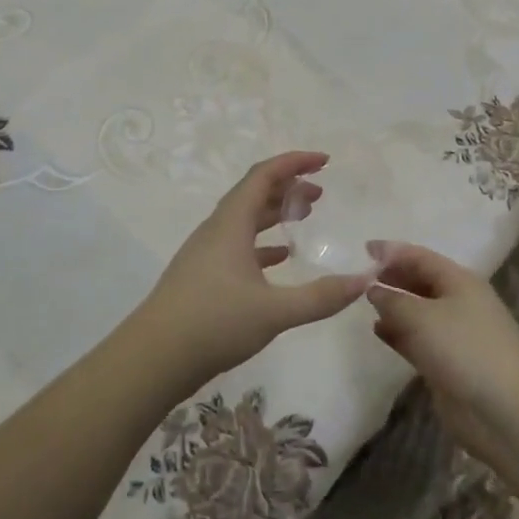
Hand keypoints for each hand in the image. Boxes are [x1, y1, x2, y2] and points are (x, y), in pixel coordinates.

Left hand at [127, 152, 373, 392]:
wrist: (154, 357)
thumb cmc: (214, 323)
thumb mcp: (274, 311)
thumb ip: (321, 297)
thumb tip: (364, 280)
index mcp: (230, 224)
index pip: (263, 175)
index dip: (294, 162)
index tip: (324, 160)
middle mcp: (217, 230)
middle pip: (253, 193)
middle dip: (287, 187)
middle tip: (319, 192)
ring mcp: (206, 253)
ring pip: (245, 220)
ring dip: (274, 213)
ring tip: (304, 217)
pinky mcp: (202, 277)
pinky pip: (238, 245)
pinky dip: (262, 244)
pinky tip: (280, 258)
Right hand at [365, 241, 518, 466]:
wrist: (505, 412)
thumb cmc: (464, 349)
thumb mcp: (421, 316)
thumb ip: (392, 298)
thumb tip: (373, 288)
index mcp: (459, 281)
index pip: (420, 256)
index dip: (392, 251)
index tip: (364, 248)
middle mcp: (458, 302)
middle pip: (420, 281)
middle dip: (392, 276)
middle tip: (359, 277)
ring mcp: (454, 334)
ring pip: (417, 311)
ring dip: (393, 305)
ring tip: (363, 303)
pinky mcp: (447, 363)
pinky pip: (417, 339)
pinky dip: (398, 333)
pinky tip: (377, 331)